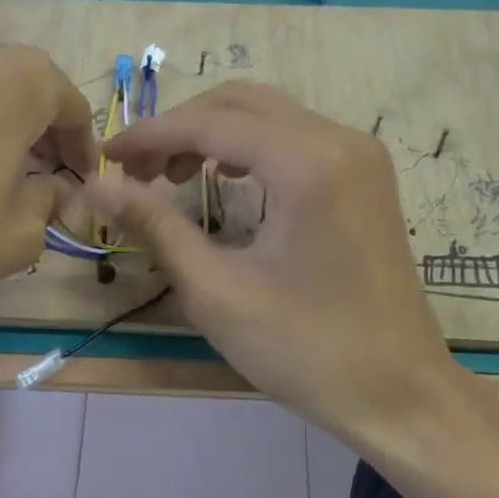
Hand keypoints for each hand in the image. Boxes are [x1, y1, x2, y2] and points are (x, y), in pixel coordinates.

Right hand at [88, 83, 466, 449]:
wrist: (400, 393)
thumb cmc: (306, 350)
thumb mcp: (217, 291)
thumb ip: (156, 226)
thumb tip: (98, 187)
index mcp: (308, 162)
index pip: (212, 124)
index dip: (151, 136)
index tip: (106, 159)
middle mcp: (341, 139)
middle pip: (242, 104)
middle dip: (182, 129)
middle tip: (138, 173)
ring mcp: (362, 155)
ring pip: (271, 115)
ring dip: (216, 134)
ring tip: (175, 177)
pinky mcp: (367, 176)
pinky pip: (298, 138)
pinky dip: (253, 148)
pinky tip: (230, 181)